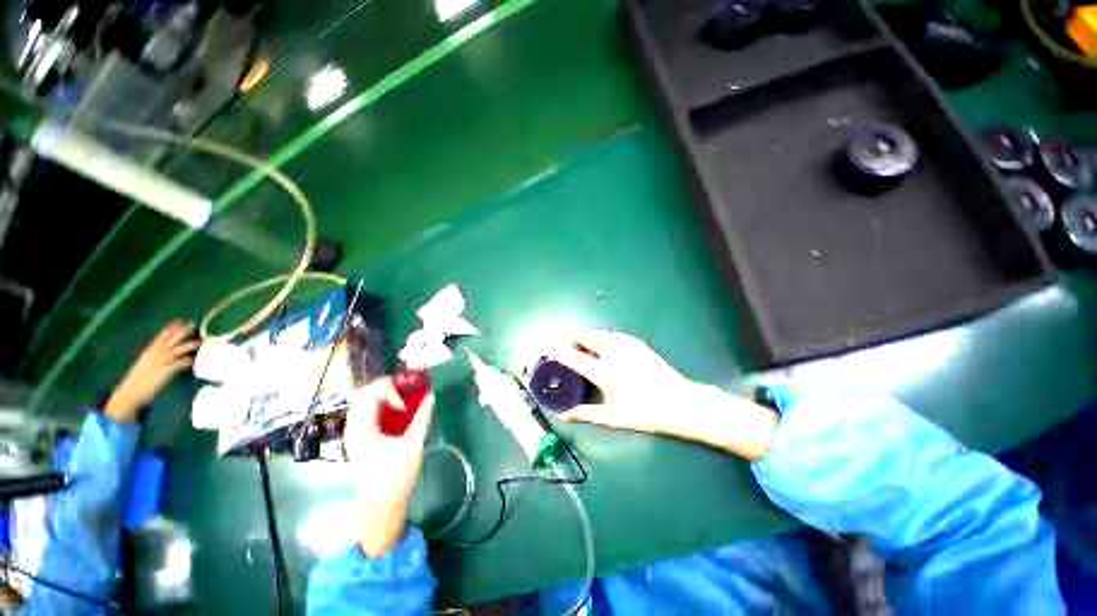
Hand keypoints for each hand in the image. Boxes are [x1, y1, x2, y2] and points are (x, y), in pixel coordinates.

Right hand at [104, 321, 198, 422]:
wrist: (130, 393)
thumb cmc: (139, 379)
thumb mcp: (146, 363)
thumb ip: (156, 355)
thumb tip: (168, 350)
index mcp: (148, 352)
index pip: (160, 337)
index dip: (170, 329)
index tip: (180, 320)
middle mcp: (153, 355)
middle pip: (169, 340)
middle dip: (180, 332)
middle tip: (192, 323)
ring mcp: (158, 364)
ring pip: (174, 351)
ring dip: (187, 345)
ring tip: (199, 341)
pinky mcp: (163, 373)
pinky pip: (175, 366)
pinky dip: (184, 362)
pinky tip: (192, 360)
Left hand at [343, 378, 434, 557]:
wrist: (381, 507)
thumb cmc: (395, 476)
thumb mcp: (412, 445)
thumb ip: (422, 418)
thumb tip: (431, 396)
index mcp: (361, 428)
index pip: (368, 393)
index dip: (388, 388)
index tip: (407, 396)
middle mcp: (354, 428)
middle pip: (365, 395)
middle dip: (387, 387)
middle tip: (408, 386)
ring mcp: (358, 434)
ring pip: (367, 405)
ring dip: (386, 395)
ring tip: (407, 395)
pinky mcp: (364, 441)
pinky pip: (371, 415)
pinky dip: (385, 407)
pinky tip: (402, 411)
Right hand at [553, 330, 777, 460]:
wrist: (680, 402)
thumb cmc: (644, 413)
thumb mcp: (612, 417)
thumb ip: (585, 414)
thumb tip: (563, 416)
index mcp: (603, 371)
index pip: (572, 355)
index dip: (556, 350)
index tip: (546, 348)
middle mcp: (611, 351)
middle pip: (583, 336)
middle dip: (570, 339)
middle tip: (566, 349)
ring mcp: (625, 343)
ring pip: (597, 333)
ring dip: (585, 338)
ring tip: (583, 350)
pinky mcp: (635, 342)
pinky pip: (610, 335)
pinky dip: (600, 339)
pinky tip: (604, 350)